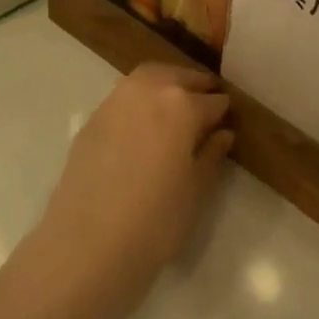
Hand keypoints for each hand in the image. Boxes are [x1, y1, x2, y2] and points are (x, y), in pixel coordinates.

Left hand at [35, 64, 233, 297]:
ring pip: (149, 77)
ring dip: (166, 82)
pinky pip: (125, 95)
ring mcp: (117, 99)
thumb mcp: (195, 190)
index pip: (212, 101)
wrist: (89, 241)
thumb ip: (211, 154)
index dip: (223, 110)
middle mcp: (149, 90)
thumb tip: (223, 133)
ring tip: (176, 104)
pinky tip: (144, 120)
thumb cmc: (156, 220)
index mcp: (182, 105)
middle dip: (195, 85)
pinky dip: (141, 97)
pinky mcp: (94, 115)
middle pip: (178, 77)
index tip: (228, 118)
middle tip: (206, 100)